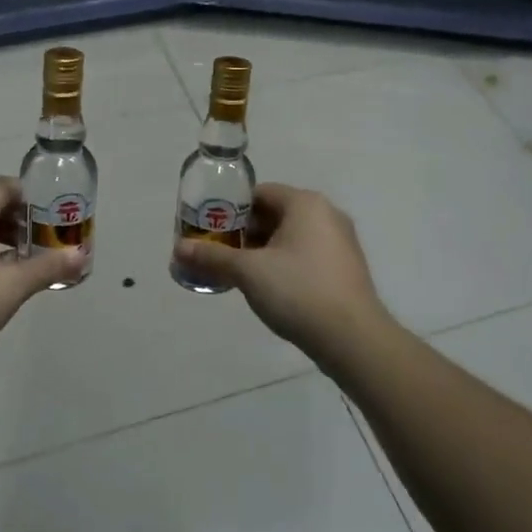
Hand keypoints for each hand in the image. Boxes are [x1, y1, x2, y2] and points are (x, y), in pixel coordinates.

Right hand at [173, 183, 389, 361]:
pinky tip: (269, 288)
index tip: (210, 229)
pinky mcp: (346, 268)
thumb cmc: (298, 292)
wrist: (353, 339)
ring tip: (238, 273)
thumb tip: (178, 249)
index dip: (231, 209)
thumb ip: (213, 257)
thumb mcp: (248, 272)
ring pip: (291, 236)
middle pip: (276, 214)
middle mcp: (327, 214)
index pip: (260, 193)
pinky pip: (307, 255)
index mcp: (305, 203)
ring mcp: (341, 242)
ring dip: (264, 250)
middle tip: (219, 253)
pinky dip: (285, 264)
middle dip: (245, 233)